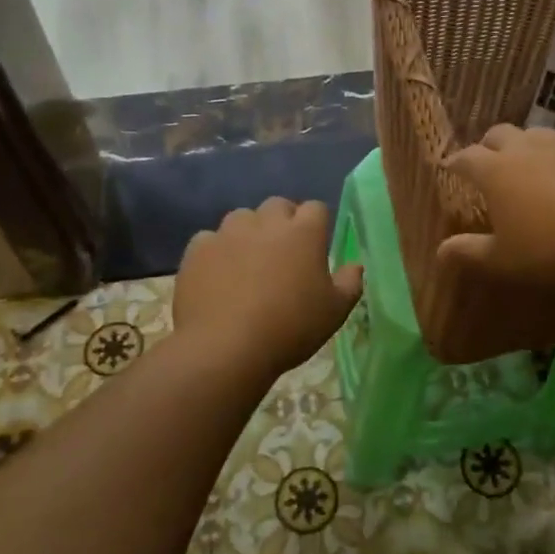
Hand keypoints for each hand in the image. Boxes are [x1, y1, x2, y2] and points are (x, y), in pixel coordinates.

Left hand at [175, 197, 363, 379]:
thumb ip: (350, 283)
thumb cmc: (290, 328)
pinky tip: (218, 276)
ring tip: (248, 262)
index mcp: (304, 232)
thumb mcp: (335, 312)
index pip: (316, 208)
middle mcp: (266, 222)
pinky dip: (216, 251)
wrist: (226, 347)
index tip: (316, 246)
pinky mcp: (198, 249)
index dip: (317, 224)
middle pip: (278, 205)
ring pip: (242, 218)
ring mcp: (228, 232)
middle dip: (282, 222)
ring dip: (248, 232)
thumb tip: (356, 265)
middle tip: (283, 253)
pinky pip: (210, 239)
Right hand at [437, 125, 554, 288]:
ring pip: (536, 134)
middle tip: (488, 164)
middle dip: (489, 146)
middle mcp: (525, 148)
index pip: (466, 157)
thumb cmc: (548, 250)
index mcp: (496, 171)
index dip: (455, 162)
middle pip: (499, 134)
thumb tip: (439, 251)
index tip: (450, 167)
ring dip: (526, 146)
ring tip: (529, 165)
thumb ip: (469, 252)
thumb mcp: (502, 259)